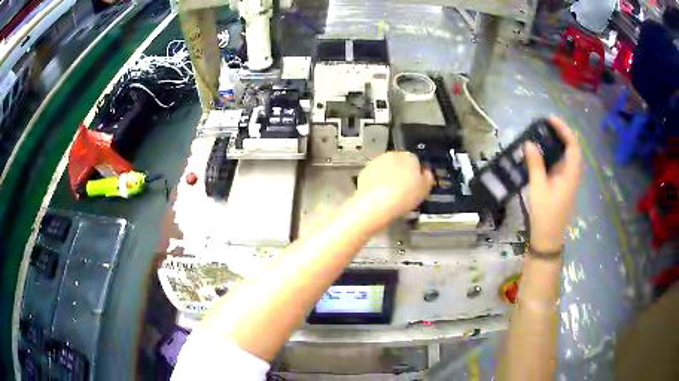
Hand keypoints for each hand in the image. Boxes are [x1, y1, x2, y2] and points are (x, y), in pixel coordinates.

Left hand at [353, 151, 433, 232]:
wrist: (375, 205)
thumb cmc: (403, 197)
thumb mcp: (424, 190)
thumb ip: (428, 178)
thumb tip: (427, 173)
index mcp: (410, 157)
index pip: (416, 162)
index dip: (417, 174)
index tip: (416, 186)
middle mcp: (393, 155)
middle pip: (401, 163)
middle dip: (402, 174)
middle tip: (405, 191)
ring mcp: (377, 162)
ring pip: (387, 169)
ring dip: (389, 178)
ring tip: (392, 195)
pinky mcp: (365, 172)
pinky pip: (375, 177)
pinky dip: (377, 183)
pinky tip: (380, 196)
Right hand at [525, 117, 582, 252]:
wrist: (547, 239)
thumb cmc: (545, 215)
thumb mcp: (538, 188)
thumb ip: (535, 165)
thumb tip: (529, 143)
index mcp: (571, 174)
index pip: (573, 146)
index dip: (564, 130)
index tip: (550, 119)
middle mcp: (572, 175)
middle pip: (571, 148)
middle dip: (560, 133)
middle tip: (544, 124)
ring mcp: (567, 181)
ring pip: (565, 156)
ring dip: (556, 143)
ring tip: (541, 134)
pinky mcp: (561, 186)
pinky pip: (559, 164)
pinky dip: (552, 155)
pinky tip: (541, 153)